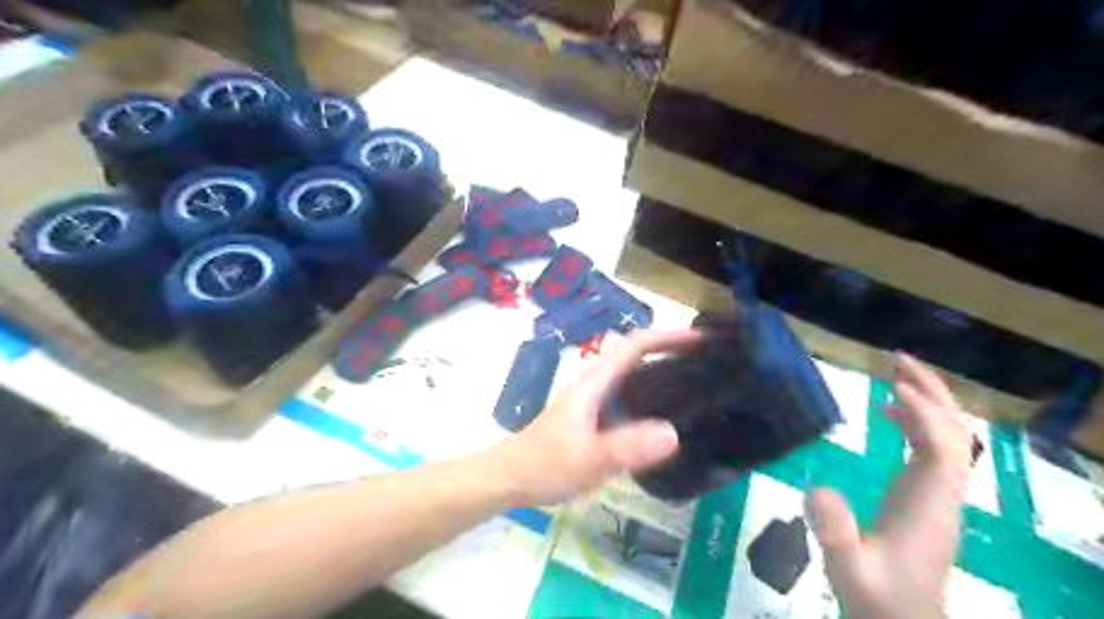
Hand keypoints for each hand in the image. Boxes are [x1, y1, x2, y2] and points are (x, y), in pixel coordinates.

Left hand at [498, 330, 695, 506]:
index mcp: (596, 382)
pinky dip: (653, 396)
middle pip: (638, 354)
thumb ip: (626, 447)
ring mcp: (596, 401)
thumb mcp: (588, 458)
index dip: (668, 336)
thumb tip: (673, 434)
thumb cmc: (545, 464)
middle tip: (710, 362)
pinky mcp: (596, 418)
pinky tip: (669, 418)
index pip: (636, 345)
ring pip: (635, 375)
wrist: (511, 477)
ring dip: (664, 371)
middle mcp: (598, 384)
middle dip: (672, 349)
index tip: (702, 340)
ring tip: (700, 384)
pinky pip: (631, 398)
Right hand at [808, 355, 968, 618]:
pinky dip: (918, 423)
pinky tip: (890, 414)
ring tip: (896, 375)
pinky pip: (934, 449)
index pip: (942, 448)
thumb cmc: (877, 597)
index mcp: (927, 506)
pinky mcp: (927, 498)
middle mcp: (942, 494)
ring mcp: (938, 495)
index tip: (893, 384)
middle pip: (956, 435)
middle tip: (898, 360)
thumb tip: (815, 486)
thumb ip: (834, 531)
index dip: (924, 413)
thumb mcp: (847, 569)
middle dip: (933, 394)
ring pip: (950, 439)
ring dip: (929, 403)